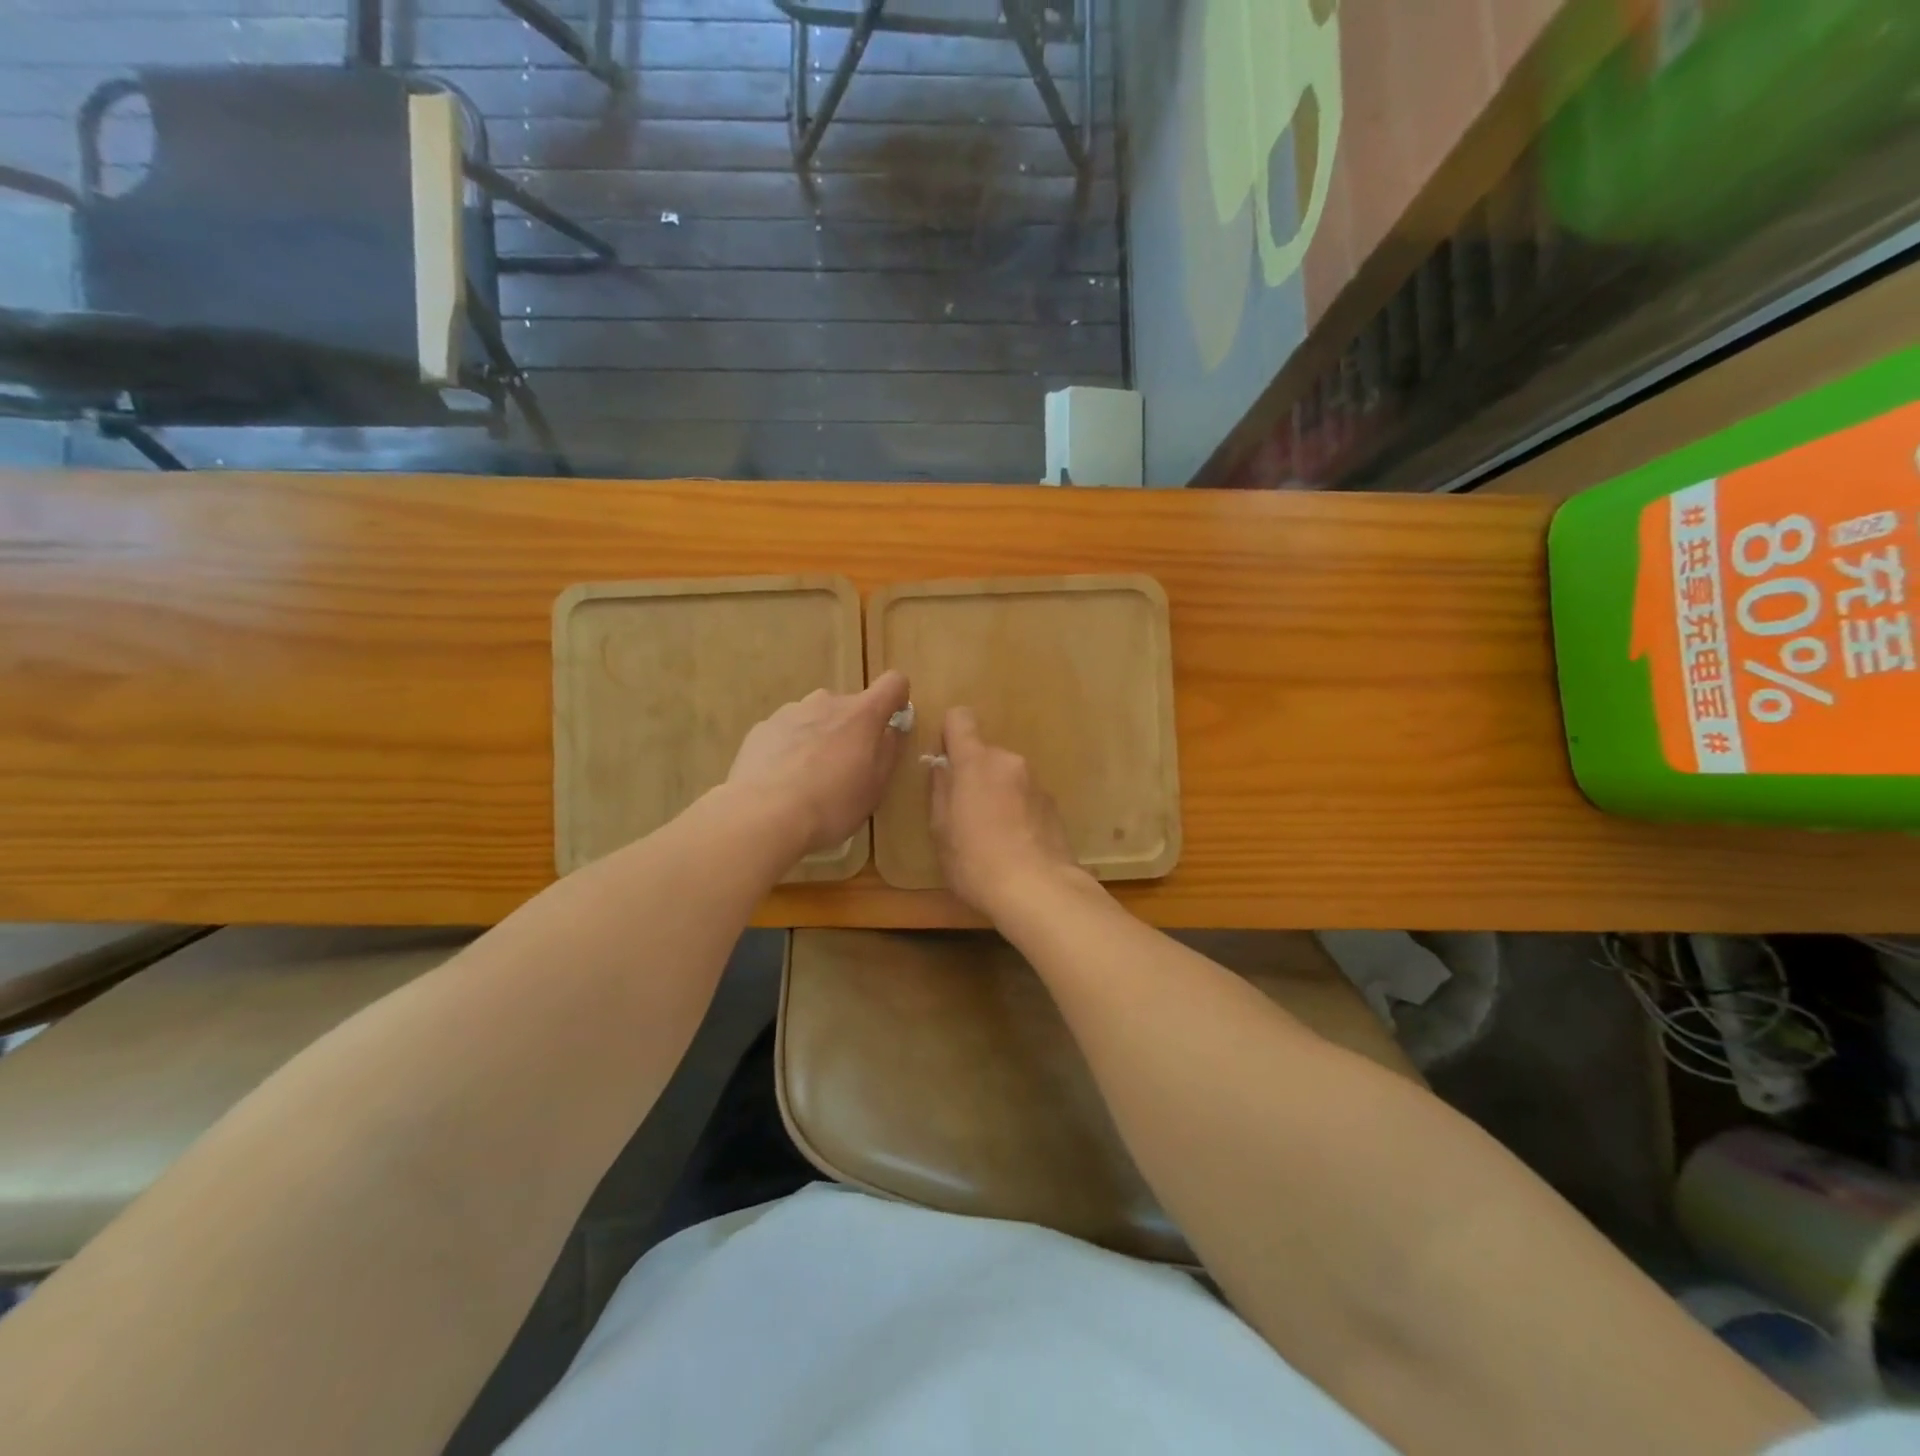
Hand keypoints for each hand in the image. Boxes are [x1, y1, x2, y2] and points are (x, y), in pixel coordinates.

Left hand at [726, 670, 910, 856]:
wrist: (764, 815)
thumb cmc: (832, 804)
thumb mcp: (875, 787)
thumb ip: (888, 751)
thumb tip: (890, 729)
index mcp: (862, 713)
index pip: (893, 683)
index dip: (897, 698)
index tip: (892, 723)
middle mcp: (827, 702)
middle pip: (850, 706)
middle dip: (852, 730)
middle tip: (846, 769)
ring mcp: (790, 712)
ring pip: (816, 718)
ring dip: (820, 738)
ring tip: (809, 779)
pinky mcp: (762, 728)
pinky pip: (787, 732)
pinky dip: (790, 748)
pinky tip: (782, 781)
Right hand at [928, 706, 1079, 917]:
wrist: (1038, 889)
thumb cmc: (976, 860)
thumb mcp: (941, 829)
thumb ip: (940, 790)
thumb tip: (942, 767)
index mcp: (976, 761)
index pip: (960, 718)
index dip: (949, 733)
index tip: (945, 761)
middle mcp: (1009, 761)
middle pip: (984, 754)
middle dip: (973, 775)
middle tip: (964, 814)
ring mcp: (1035, 782)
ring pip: (1006, 776)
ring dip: (996, 793)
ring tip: (992, 835)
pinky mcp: (1053, 805)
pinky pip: (1025, 797)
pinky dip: (1017, 810)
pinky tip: (1014, 844)